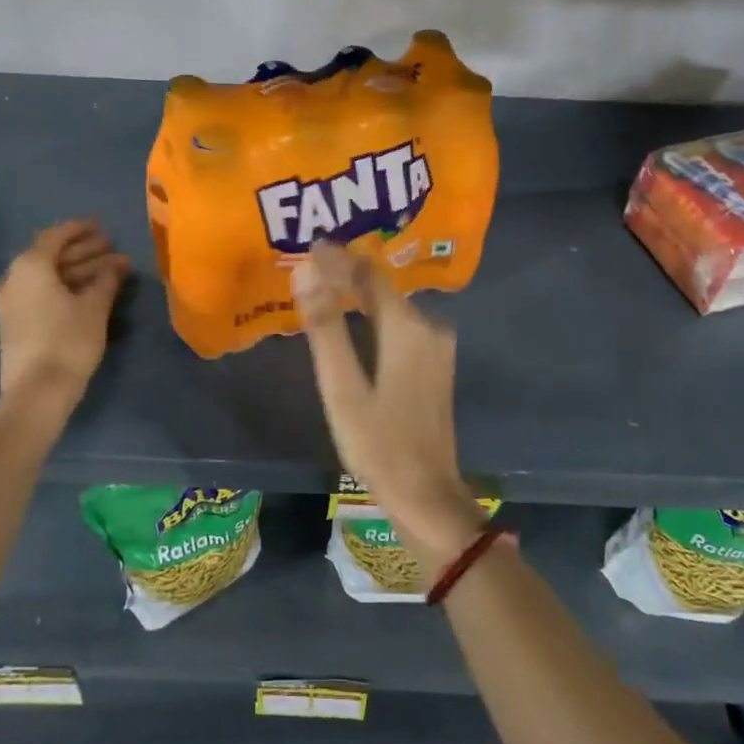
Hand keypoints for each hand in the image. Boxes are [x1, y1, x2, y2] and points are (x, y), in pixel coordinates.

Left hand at [0, 221, 129, 397]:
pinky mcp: (12, 324)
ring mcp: (9, 302)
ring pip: (45, 277)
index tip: (102, 227)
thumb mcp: (95, 306)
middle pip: (51, 256)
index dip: (80, 230)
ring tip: (107, 273)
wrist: (37, 392)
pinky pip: (38, 294)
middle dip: (83, 252)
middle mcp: (13, 278)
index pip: (56, 236)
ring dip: (75, 272)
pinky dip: (61, 289)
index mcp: (30, 265)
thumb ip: (107, 279)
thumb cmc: (68, 340)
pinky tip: (83, 294)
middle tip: (111, 250)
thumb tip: (119, 263)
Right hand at [293, 241, 485, 574]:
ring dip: (359, 294)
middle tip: (308, 267)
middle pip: (382, 286)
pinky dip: (374, 316)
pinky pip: (401, 325)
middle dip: (346, 273)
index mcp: (408, 327)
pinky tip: (353, 322)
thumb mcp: (343, 387)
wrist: (427, 496)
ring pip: (392, 305)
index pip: (368, 274)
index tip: (307, 247)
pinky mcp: (437, 364)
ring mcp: (437, 346)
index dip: (337, 258)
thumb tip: (305, 272)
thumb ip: (326, 327)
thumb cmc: (379, 444)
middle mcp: (430, 326)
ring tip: (323, 288)